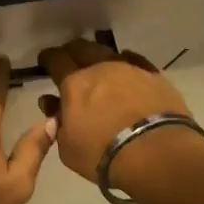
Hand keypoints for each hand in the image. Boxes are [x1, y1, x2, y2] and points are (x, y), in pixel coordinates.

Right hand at [37, 39, 203, 192]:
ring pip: (108, 52)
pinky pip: (135, 61)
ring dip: (99, 58)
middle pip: (81, 47)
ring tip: (99, 67)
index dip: (48, 58)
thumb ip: (59, 124)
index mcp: (74, 83)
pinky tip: (127, 71)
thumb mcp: (68, 148)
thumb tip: (54, 106)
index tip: (45, 61)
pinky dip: (126, 63)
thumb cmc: (105, 155)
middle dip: (72, 52)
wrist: (158, 155)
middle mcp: (100, 68)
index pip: (55, 59)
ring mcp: (130, 69)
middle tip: (69, 61)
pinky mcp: (155, 77)